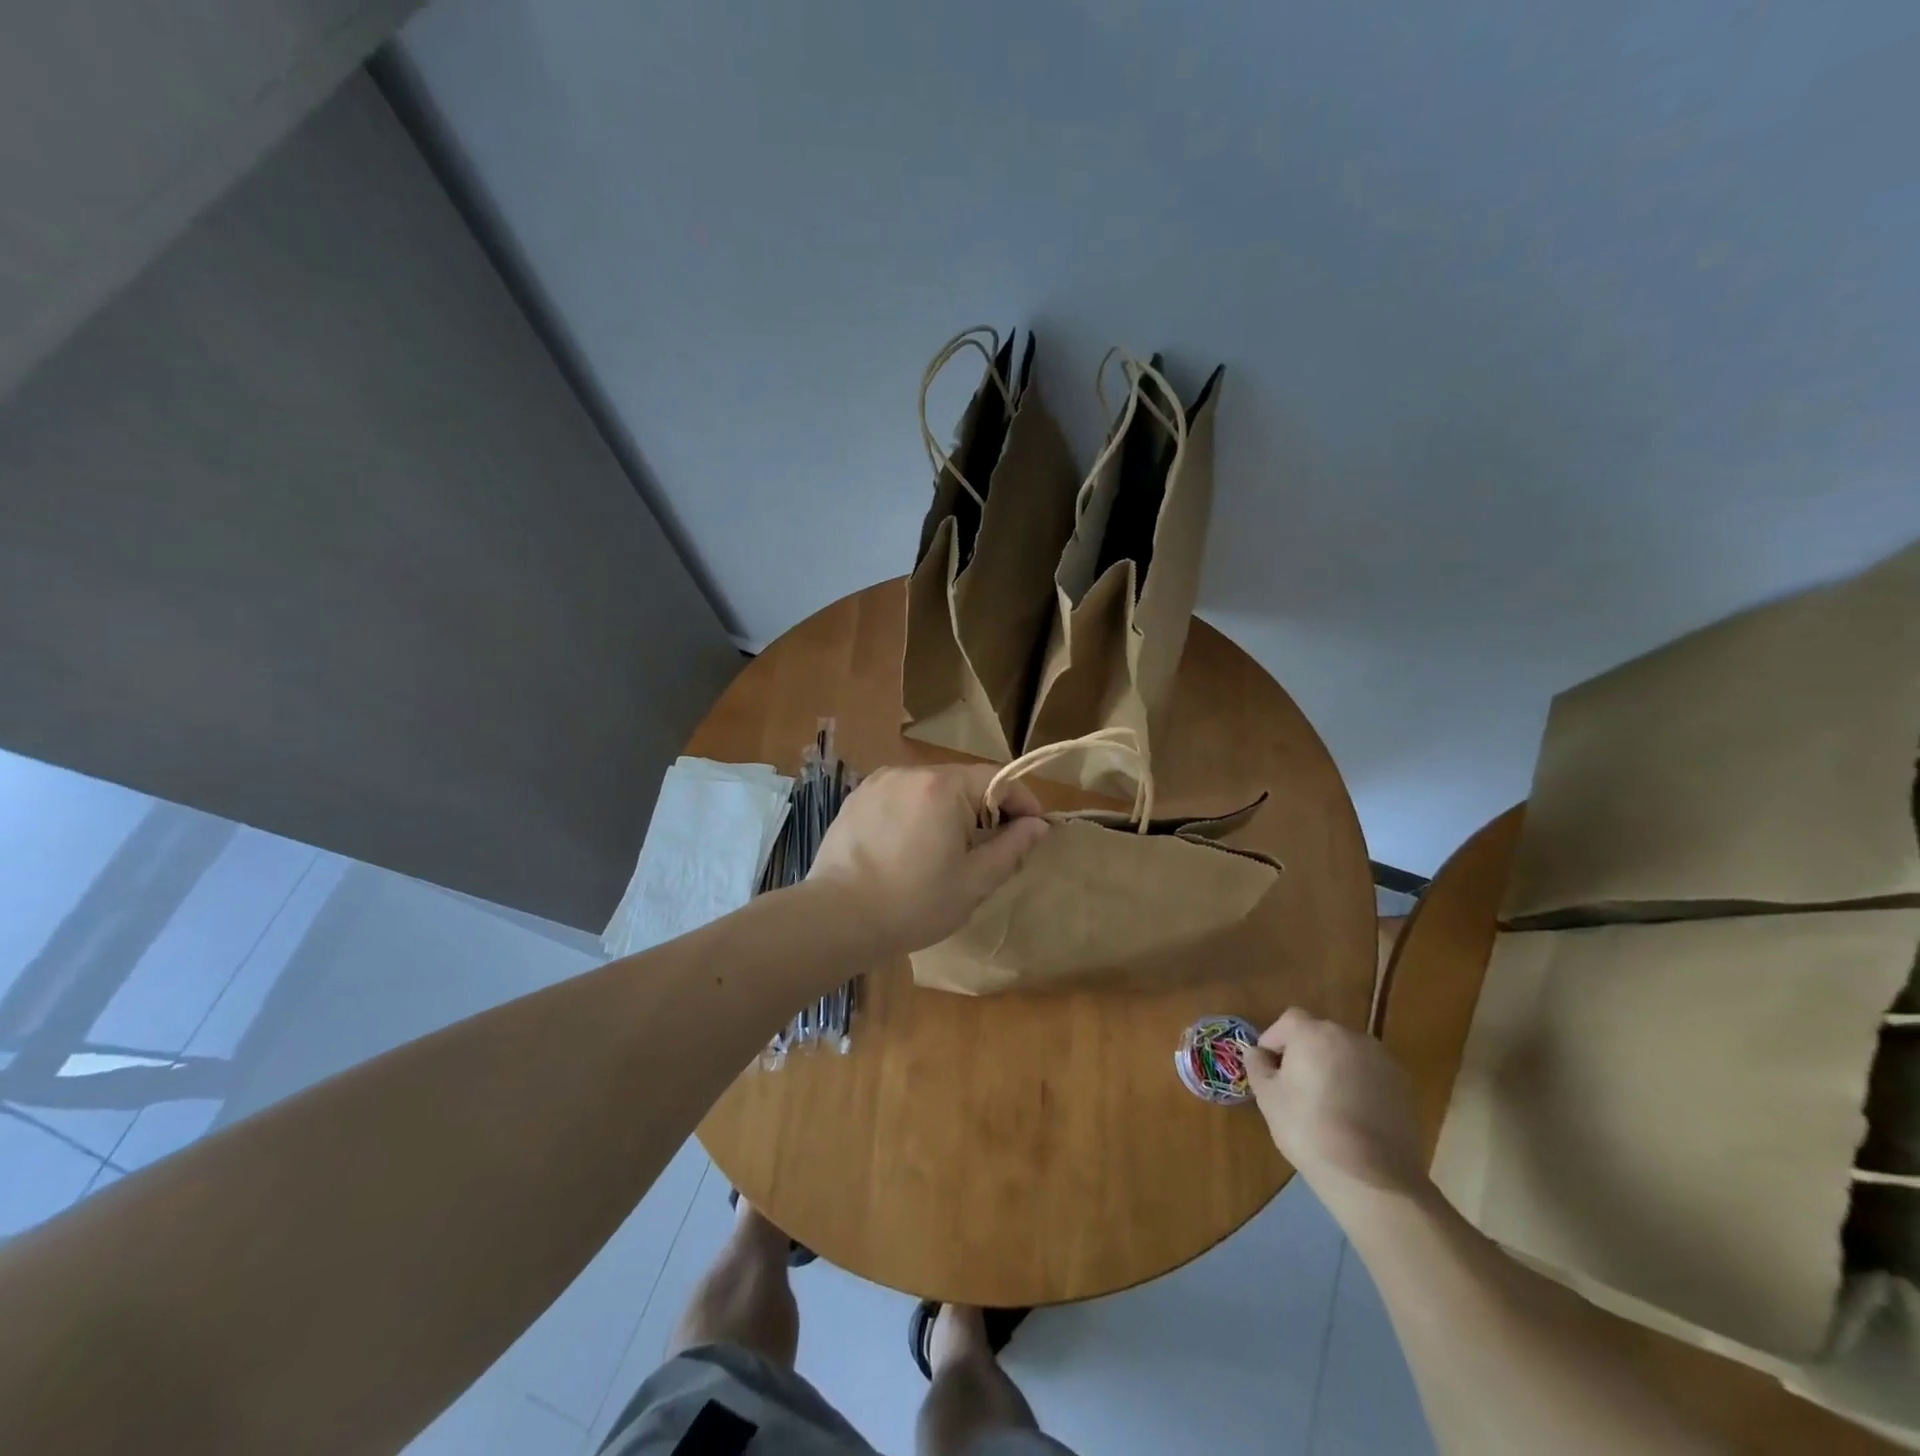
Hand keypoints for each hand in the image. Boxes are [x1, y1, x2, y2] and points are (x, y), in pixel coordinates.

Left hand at [805, 765, 1048, 954]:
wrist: (837, 918)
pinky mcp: (857, 798)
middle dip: (985, 810)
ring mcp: (879, 782)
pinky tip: (909, 848)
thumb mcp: (974, 882)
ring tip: (946, 852)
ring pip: (931, 789)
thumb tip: (1039, 825)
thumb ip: (1012, 847)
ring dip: (949, 812)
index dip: (1023, 803)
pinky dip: (917, 814)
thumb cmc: (913, 903)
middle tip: (992, 850)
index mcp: (944, 787)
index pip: (999, 779)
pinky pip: (901, 798)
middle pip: (964, 781)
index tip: (1034, 832)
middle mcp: (911, 772)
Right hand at [1247, 1009, 1426, 1204]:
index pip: (1288, 1021)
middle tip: (1296, 1086)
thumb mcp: (1268, 1098)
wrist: (1374, 1176)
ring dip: (1333, 1067)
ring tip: (1327, 1102)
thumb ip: (1257, 1066)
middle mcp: (1349, 1036)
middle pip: (1319, 1035)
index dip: (1275, 1040)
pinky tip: (1353, 1116)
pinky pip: (1370, 1074)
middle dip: (1305, 1053)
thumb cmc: (1310, 1130)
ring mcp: (1381, 1060)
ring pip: (1346, 1054)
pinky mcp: (1403, 1086)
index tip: (1269, 1067)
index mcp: (1313, 1033)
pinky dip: (1359, 1085)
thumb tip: (1257, 1053)